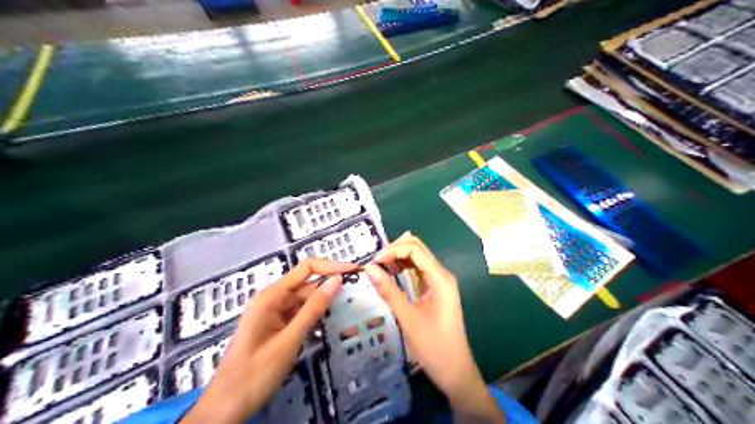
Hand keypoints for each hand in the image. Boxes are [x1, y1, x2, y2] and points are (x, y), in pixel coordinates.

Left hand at [183, 259, 359, 423]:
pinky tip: (326, 329)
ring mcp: (273, 314)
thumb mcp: (289, 339)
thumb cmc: (255, 373)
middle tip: (356, 295)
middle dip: (329, 289)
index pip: (305, 268)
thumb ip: (314, 309)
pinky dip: (313, 320)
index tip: (354, 271)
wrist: (227, 406)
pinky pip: (299, 316)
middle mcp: (272, 300)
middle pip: (306, 285)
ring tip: (346, 311)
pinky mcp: (276, 327)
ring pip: (304, 301)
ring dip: (323, 306)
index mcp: (270, 296)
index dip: (331, 267)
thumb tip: (337, 280)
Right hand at [363, 234, 502, 422]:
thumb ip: (388, 291)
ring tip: (379, 267)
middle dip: (395, 250)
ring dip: (399, 258)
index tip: (373, 262)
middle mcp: (442, 275)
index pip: (415, 250)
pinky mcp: (436, 291)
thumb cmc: (433, 346)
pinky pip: (419, 271)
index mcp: (440, 278)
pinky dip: (404, 269)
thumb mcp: (407, 318)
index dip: (392, 250)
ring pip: (418, 259)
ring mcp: (440, 283)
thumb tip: (368, 268)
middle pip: (418, 250)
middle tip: (374, 263)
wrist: (455, 371)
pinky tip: (391, 274)